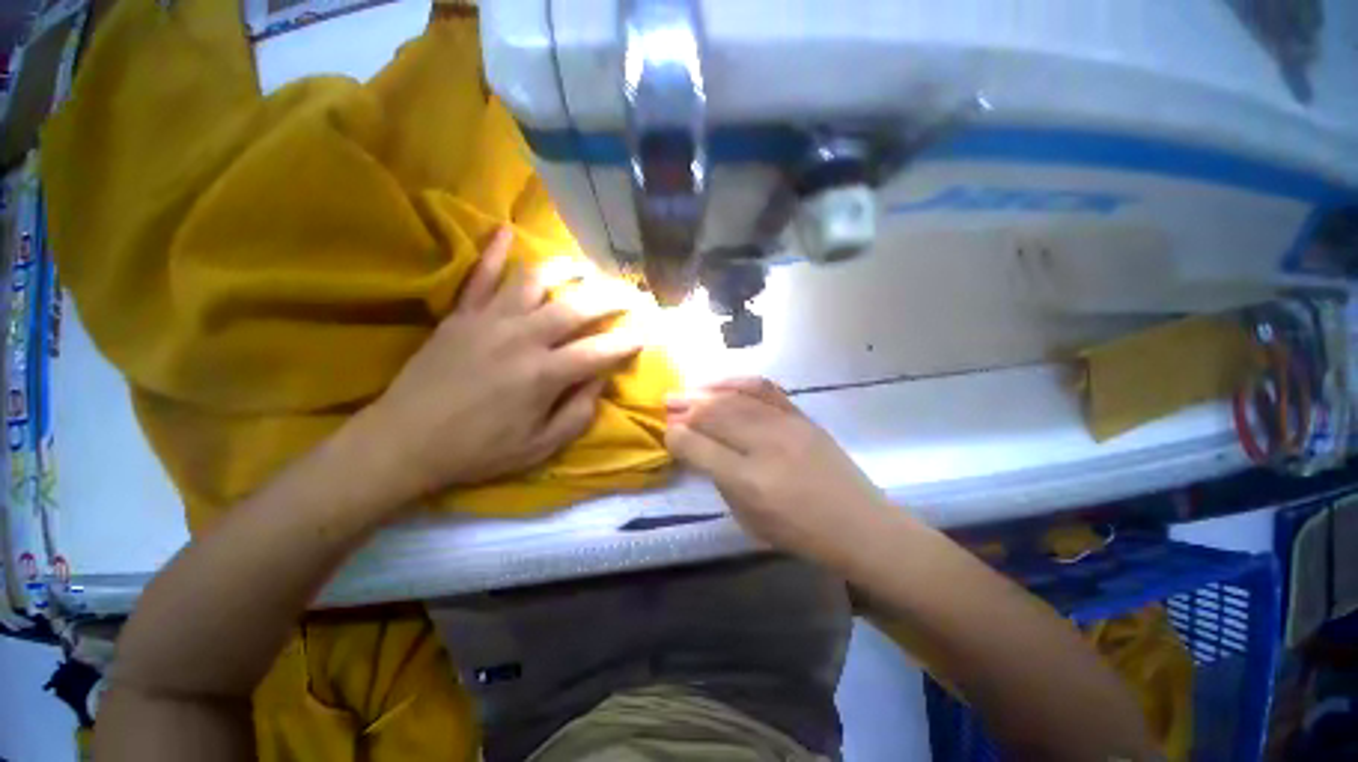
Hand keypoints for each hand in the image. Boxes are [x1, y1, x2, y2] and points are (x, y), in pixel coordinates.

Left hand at [359, 228, 640, 499]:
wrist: (405, 441)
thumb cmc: (479, 450)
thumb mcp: (540, 446)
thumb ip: (578, 414)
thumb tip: (600, 381)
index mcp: (544, 375)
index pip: (599, 352)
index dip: (627, 343)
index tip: (646, 334)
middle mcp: (522, 338)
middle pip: (576, 308)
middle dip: (610, 298)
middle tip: (629, 293)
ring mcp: (488, 321)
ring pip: (532, 281)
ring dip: (563, 268)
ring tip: (583, 266)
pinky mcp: (461, 315)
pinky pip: (479, 276)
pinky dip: (493, 252)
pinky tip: (505, 230)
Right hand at [665, 377, 894, 566]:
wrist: (858, 524)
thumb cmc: (799, 532)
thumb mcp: (748, 520)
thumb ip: (719, 480)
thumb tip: (696, 448)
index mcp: (749, 482)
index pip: (699, 448)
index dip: (677, 436)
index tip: (666, 431)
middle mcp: (765, 447)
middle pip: (715, 415)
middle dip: (685, 408)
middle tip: (666, 404)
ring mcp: (786, 426)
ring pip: (735, 399)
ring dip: (704, 393)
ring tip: (684, 391)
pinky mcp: (801, 416)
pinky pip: (763, 388)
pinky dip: (736, 382)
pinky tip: (720, 383)